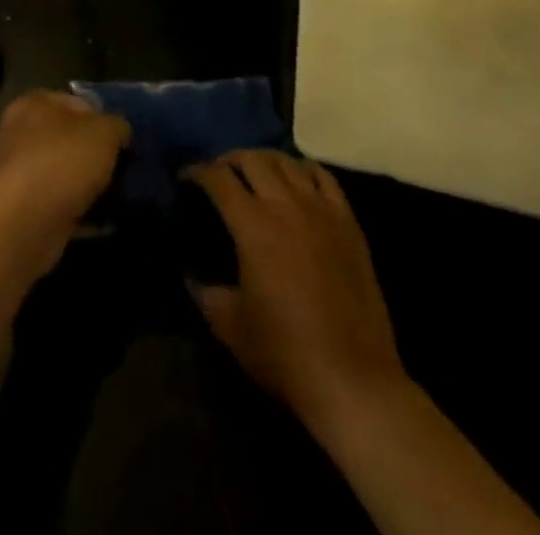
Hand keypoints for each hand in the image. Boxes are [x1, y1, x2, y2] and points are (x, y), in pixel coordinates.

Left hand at [0, 91, 128, 274]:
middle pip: (69, 139)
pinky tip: (104, 219)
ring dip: (88, 184)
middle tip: (122, 168)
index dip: (102, 118)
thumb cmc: (64, 160)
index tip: (122, 139)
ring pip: (64, 173)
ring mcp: (19, 173)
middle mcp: (20, 133)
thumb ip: (117, 125)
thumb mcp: (104, 131)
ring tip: (118, 196)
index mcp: (34, 103)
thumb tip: (120, 132)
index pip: (76, 102)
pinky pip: (60, 203)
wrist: (27, 222)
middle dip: (95, 154)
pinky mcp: (23, 209)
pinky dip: (80, 210)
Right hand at [186, 150, 406, 432]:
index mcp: (252, 225)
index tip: (186, 178)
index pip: (218, 178)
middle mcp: (285, 204)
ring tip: (255, 172)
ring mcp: (320, 209)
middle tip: (219, 174)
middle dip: (229, 160)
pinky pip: (322, 176)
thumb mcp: (230, 326)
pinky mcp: (348, 221)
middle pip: (252, 159)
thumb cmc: (285, 353)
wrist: (353, 379)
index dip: (197, 171)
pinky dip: (303, 169)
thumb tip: (191, 275)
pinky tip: (297, 179)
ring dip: (264, 160)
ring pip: (287, 162)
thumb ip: (205, 293)